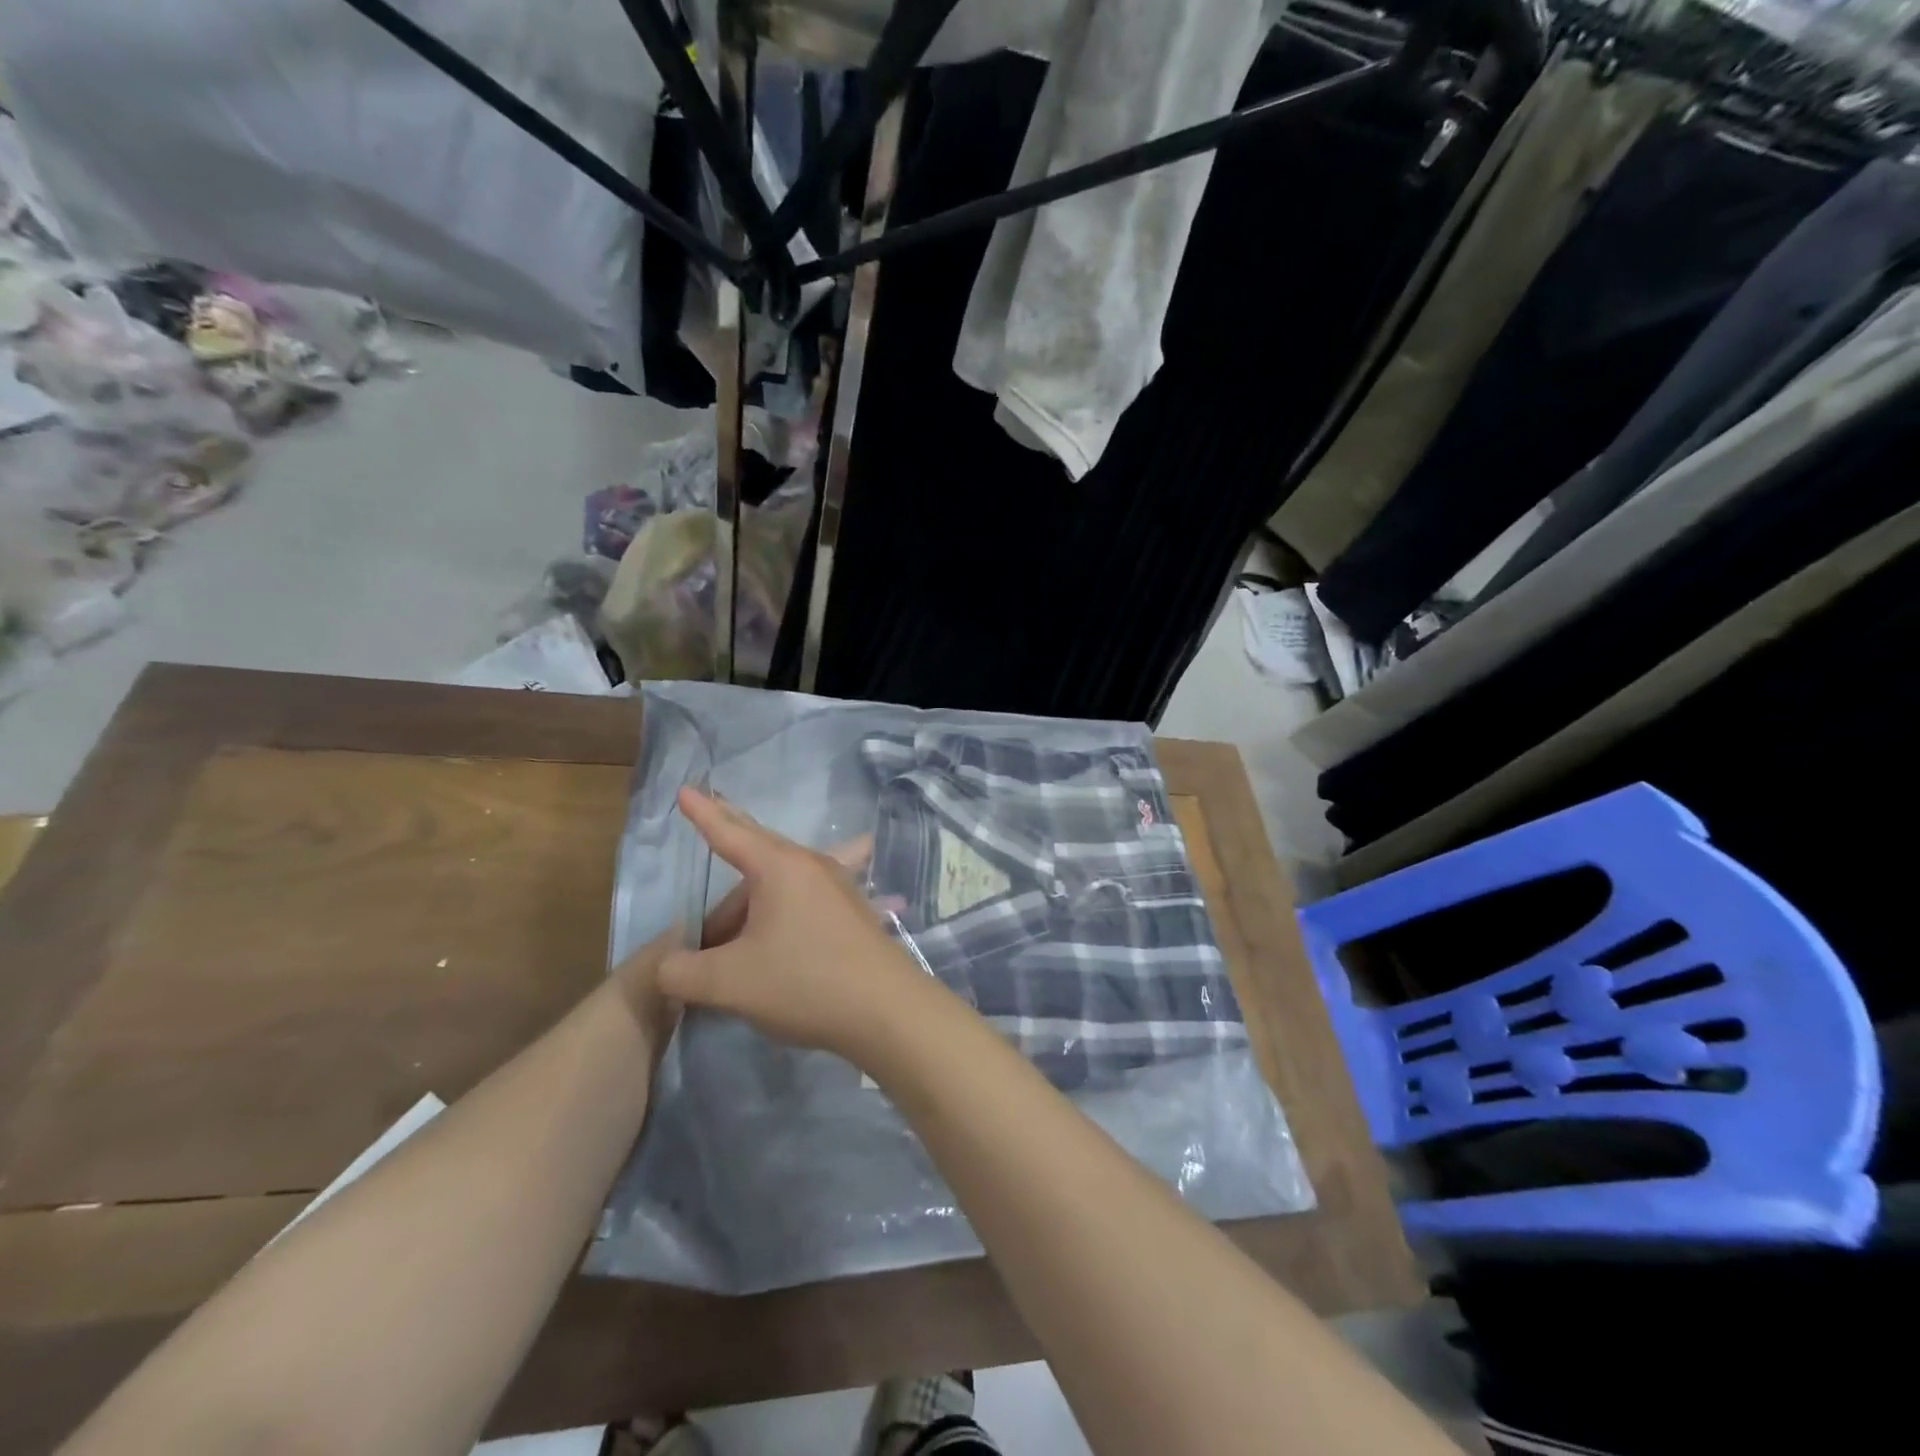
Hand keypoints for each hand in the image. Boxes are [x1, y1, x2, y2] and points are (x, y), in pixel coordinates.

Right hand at [656, 787, 945, 1061]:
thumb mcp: (729, 982)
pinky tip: (779, 935)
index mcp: (779, 866)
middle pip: (757, 855)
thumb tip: (666, 965)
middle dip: (726, 859)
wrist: (887, 1009)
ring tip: (727, 941)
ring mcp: (838, 887)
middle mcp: (811, 865)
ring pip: (780, 884)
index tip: (685, 790)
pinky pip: (804, 900)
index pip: (730, 833)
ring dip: (749, 906)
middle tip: (703, 848)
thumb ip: (682, 972)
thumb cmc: (804, 982)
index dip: (703, 813)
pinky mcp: (852, 912)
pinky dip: (778, 913)